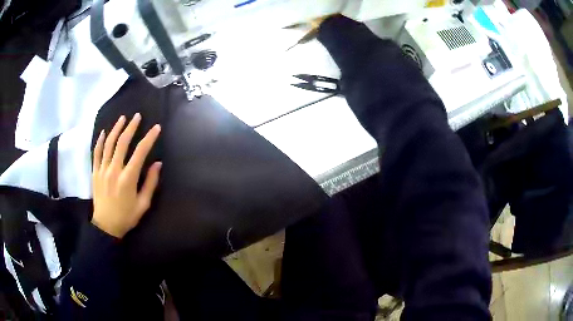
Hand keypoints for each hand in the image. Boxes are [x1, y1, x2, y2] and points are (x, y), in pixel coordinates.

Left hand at [92, 113, 161, 237]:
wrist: (106, 226)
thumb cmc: (126, 217)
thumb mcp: (143, 204)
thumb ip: (150, 183)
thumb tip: (157, 163)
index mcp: (128, 179)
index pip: (140, 152)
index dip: (149, 138)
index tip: (156, 128)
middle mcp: (114, 170)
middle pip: (122, 143)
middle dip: (131, 127)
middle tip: (137, 116)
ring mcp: (102, 170)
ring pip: (109, 144)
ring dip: (116, 129)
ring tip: (123, 118)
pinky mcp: (95, 172)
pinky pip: (96, 153)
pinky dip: (100, 141)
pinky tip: (104, 132)